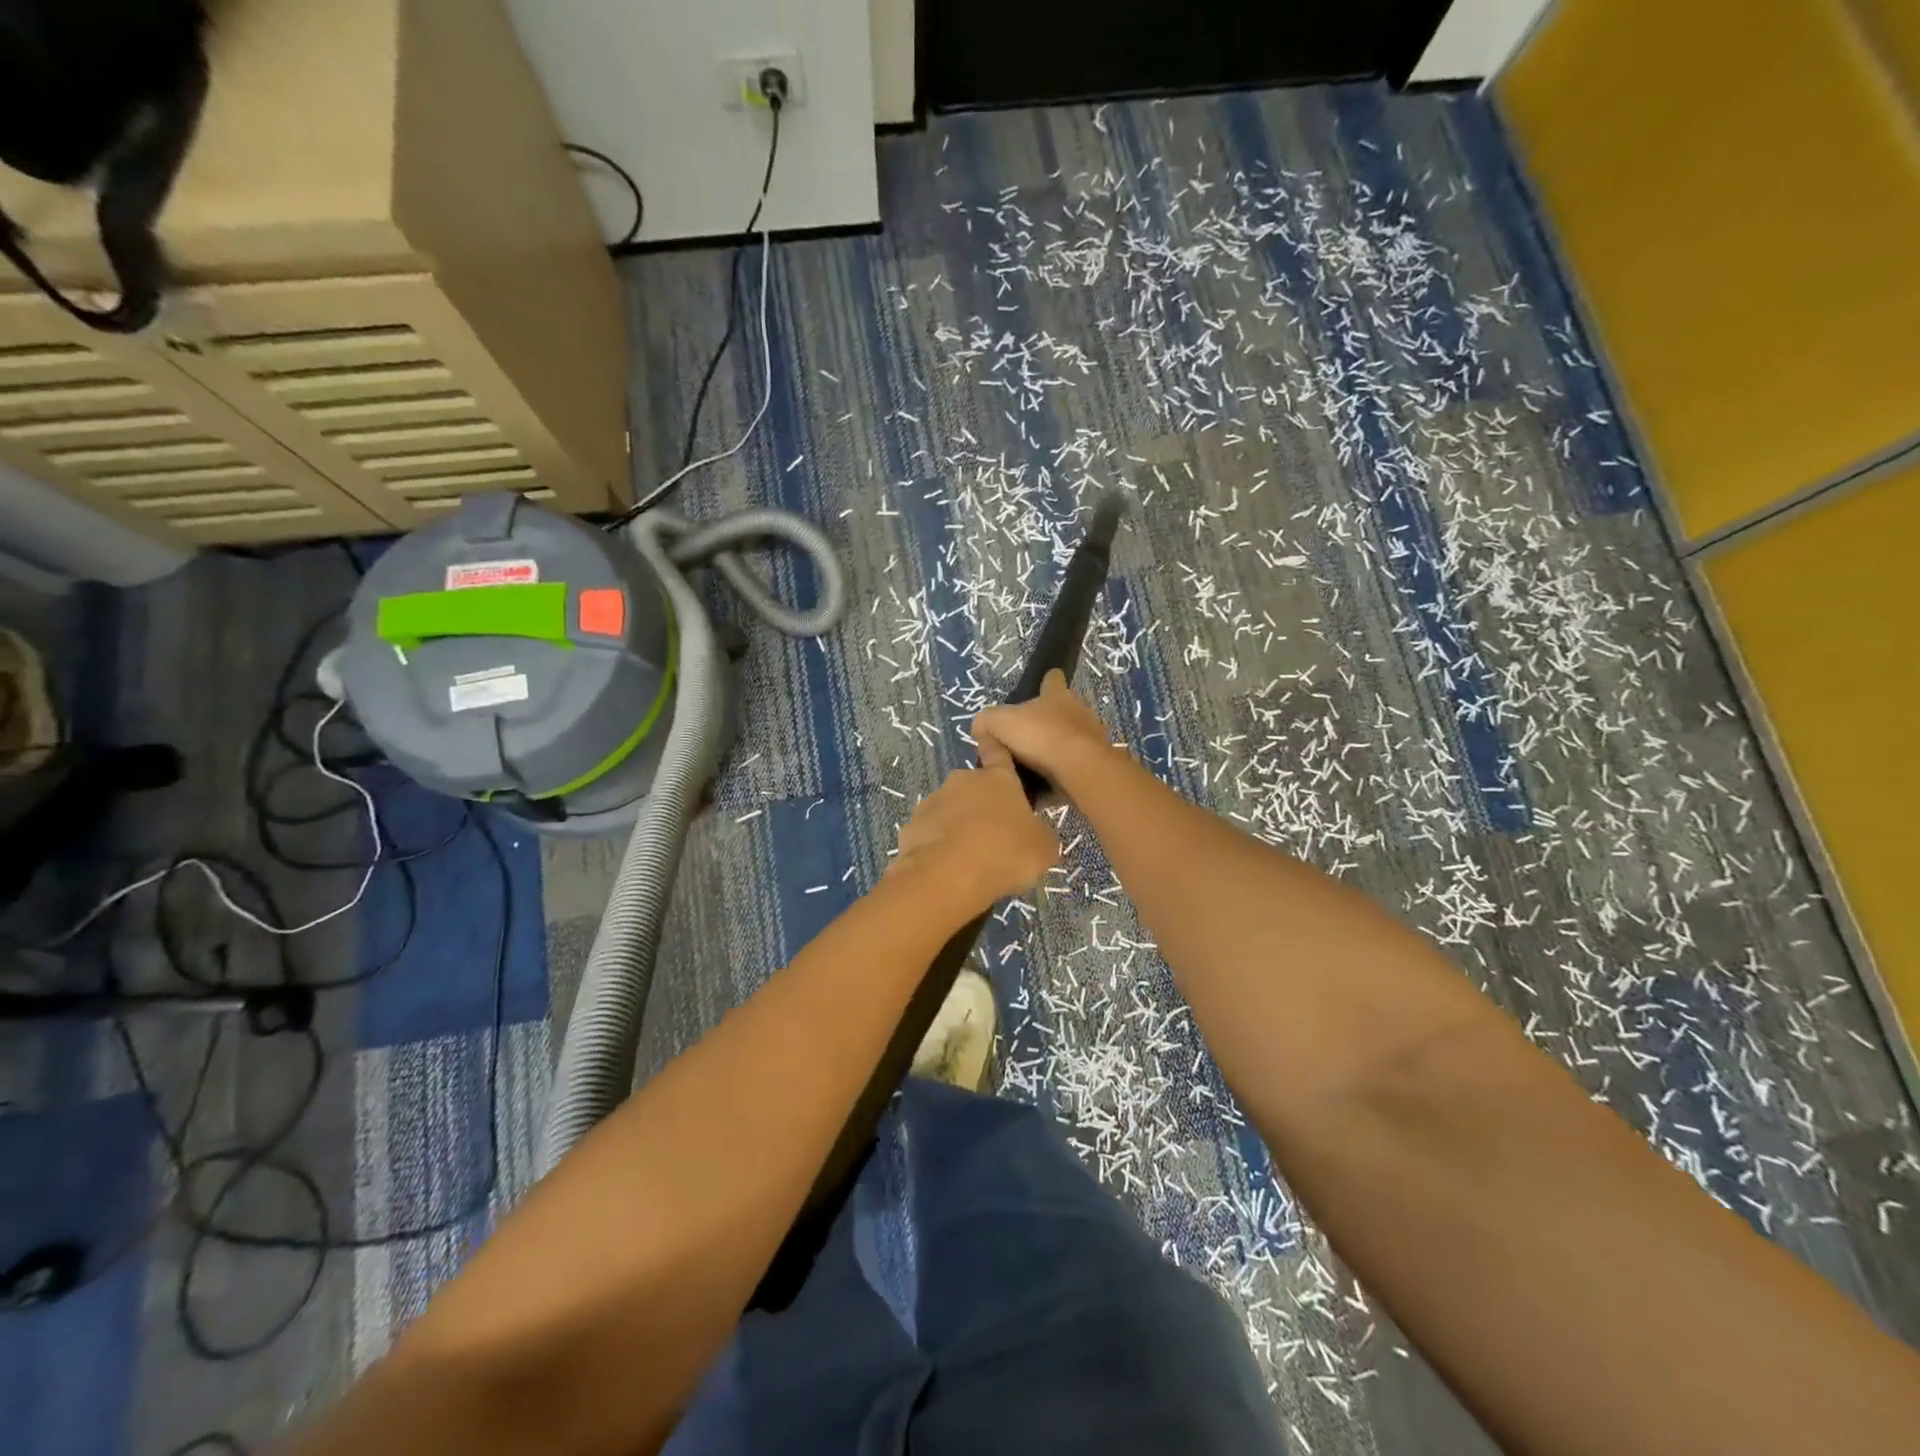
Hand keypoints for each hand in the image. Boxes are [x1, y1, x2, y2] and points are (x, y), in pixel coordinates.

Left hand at [891, 738, 1058, 918]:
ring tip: (968, 858)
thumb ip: (1040, 834)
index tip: (991, 740)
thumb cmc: (1005, 852)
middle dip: (980, 804)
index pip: (998, 753)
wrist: (948, 876)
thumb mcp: (1043, 847)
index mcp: (998, 778)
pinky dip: (937, 847)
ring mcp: (932, 802)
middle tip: (993, 835)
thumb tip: (1035, 835)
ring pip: (949, 810)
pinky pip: (929, 834)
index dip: (996, 748)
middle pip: (973, 787)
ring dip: (957, 826)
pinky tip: (946, 868)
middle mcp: (962, 781)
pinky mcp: (910, 827)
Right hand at [972, 671, 1119, 791]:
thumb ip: (986, 722)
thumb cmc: (1040, 735)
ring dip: (1055, 751)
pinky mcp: (1096, 764)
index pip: (1053, 679)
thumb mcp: (999, 723)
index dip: (1046, 682)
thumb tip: (982, 729)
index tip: (1041, 687)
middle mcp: (1078, 711)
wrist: (1079, 768)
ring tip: (1032, 769)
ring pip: (1069, 740)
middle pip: (1063, 711)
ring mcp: (1091, 737)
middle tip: (1026, 739)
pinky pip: (1073, 767)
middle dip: (1047, 722)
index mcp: (1057, 695)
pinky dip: (1060, 775)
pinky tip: (1044, 788)